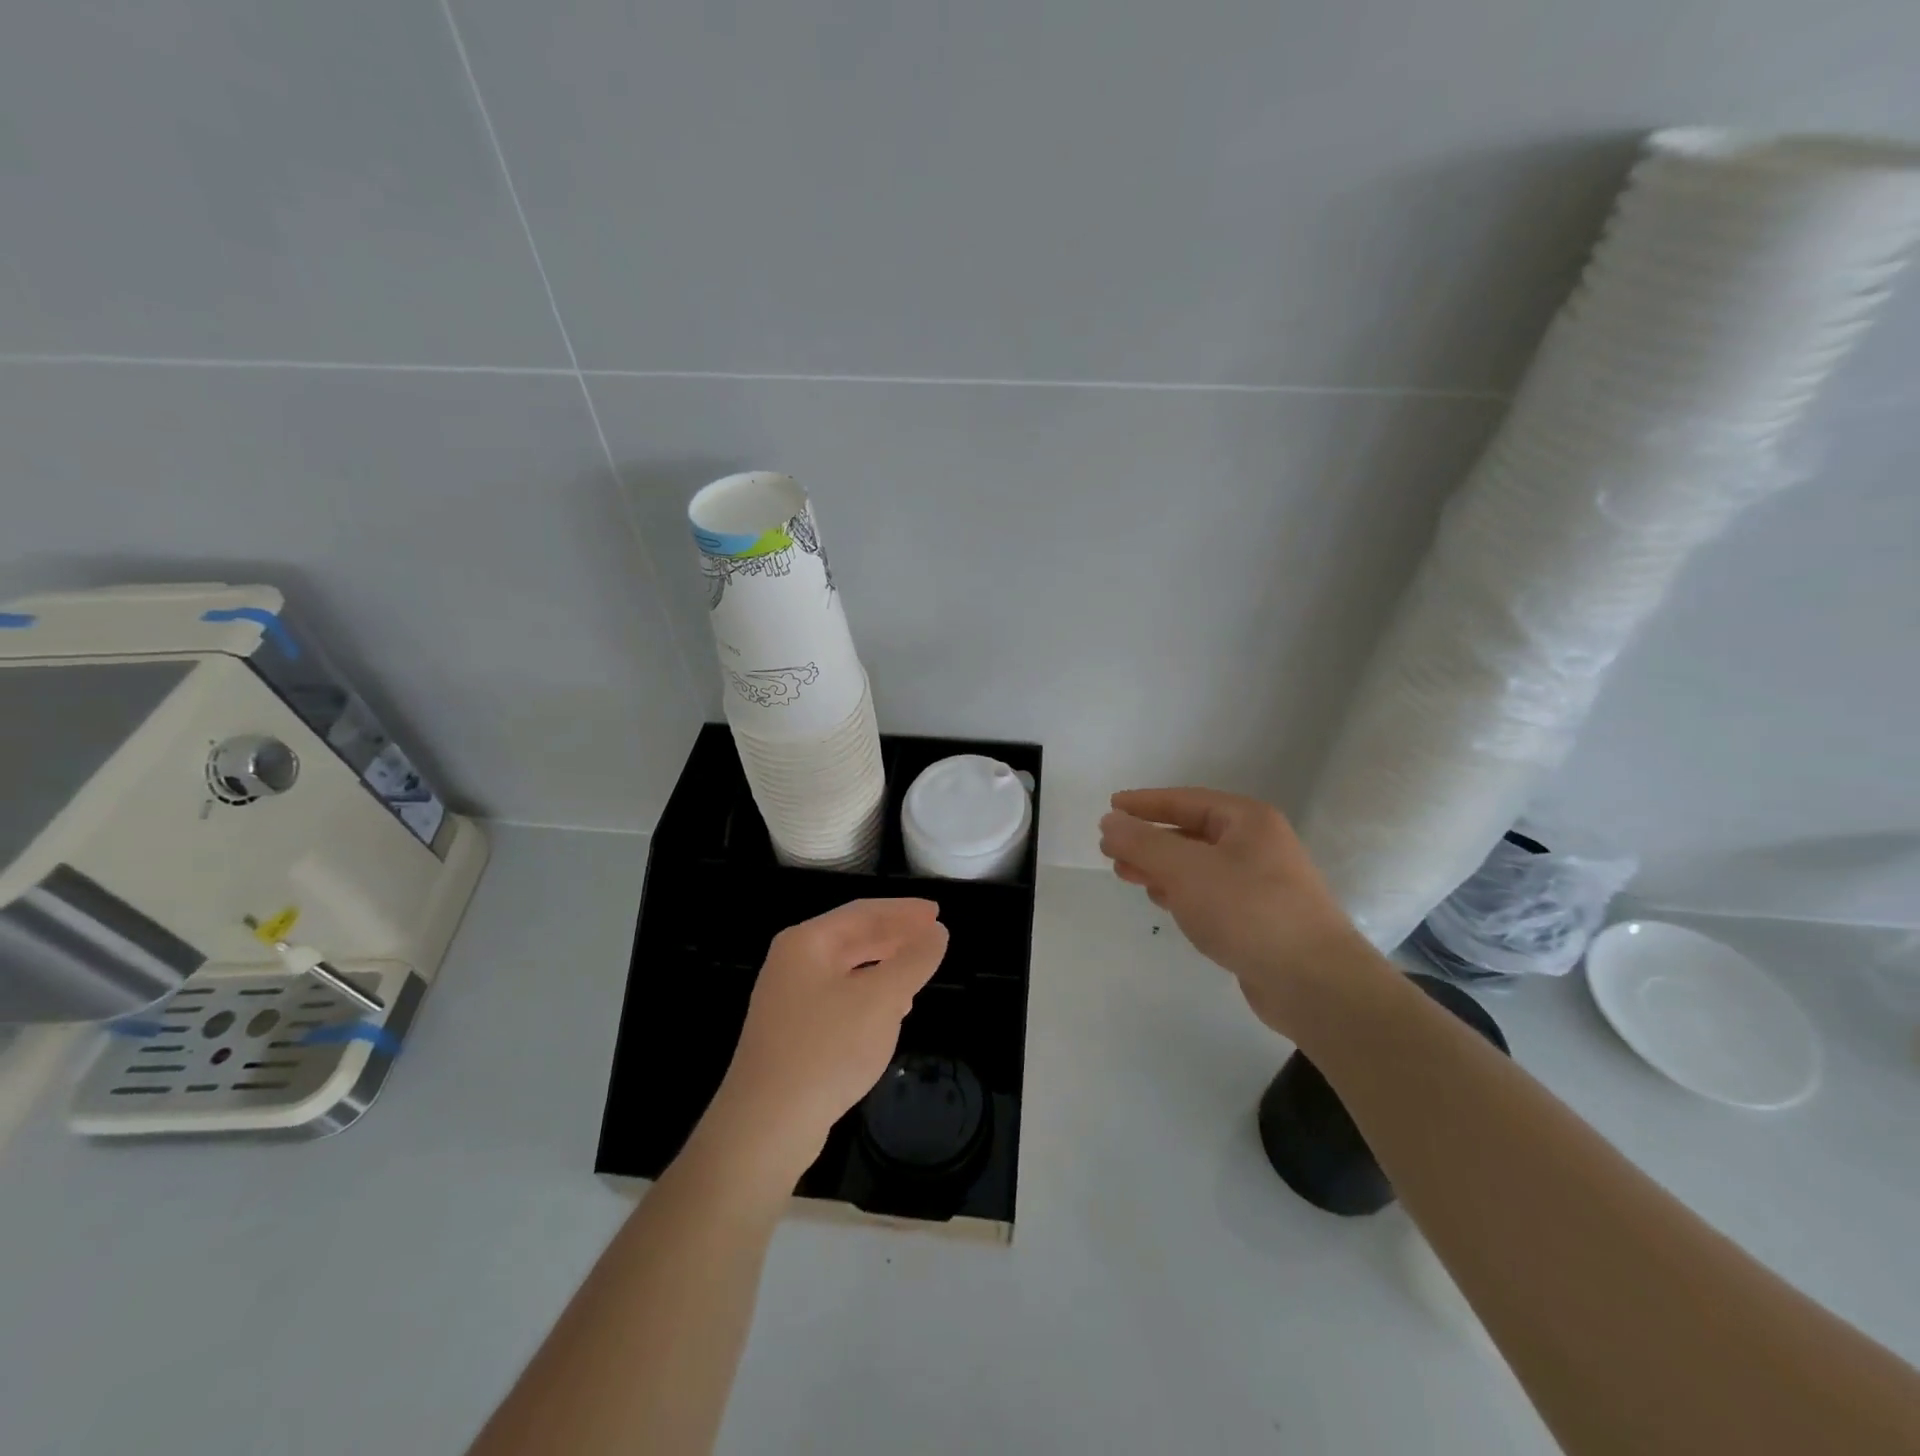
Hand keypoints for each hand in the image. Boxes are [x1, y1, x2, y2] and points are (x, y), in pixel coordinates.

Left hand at [710, 899, 949, 1184]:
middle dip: (895, 938)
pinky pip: (841, 1000)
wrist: (766, 1126)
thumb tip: (937, 933)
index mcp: (807, 943)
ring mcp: (790, 1000)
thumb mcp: (881, 999)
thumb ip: (913, 961)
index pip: (863, 913)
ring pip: (848, 971)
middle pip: (853, 938)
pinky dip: (870, 997)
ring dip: (885, 967)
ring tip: (919, 972)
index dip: (903, 911)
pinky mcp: (793, 1034)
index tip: (937, 913)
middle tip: (934, 938)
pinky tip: (892, 1012)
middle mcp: (793, 963)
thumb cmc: (826, 1049)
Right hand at [1099, 787, 1375, 1035]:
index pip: (1185, 801)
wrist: (1314, 983)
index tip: (1111, 806)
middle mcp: (1257, 845)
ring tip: (1126, 874)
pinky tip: (1161, 900)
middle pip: (1191, 833)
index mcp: (1247, 821)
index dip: (1145, 803)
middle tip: (1110, 849)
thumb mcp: (1186, 870)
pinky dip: (1181, 892)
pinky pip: (1210, 893)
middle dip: (1148, 840)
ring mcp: (1261, 883)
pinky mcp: (1259, 918)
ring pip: (1198, 865)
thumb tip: (1110, 821)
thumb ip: (1143, 843)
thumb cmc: (1248, 911)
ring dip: (1160, 867)